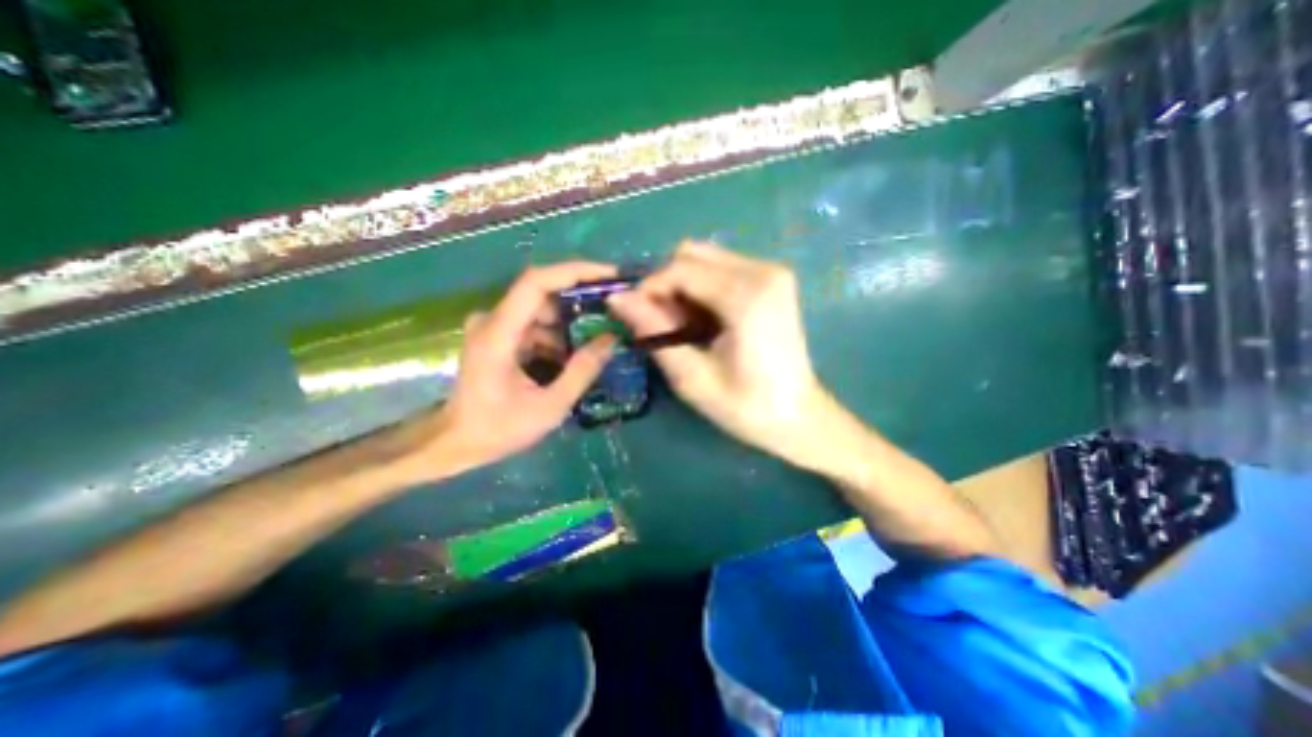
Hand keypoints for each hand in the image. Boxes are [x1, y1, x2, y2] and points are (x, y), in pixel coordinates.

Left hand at [433, 265, 615, 467]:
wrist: (455, 441)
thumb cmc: (498, 428)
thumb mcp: (549, 407)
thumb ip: (582, 371)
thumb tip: (612, 339)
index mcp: (499, 333)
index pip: (536, 282)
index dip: (575, 271)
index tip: (609, 275)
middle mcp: (492, 319)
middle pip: (543, 294)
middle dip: (581, 301)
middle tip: (614, 313)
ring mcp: (494, 326)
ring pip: (541, 310)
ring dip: (570, 324)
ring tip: (598, 341)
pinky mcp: (498, 335)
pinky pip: (535, 325)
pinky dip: (557, 336)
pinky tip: (573, 357)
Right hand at [606, 239, 826, 462]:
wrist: (799, 417)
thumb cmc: (746, 407)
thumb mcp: (692, 377)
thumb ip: (654, 333)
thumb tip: (617, 298)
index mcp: (747, 295)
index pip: (681, 268)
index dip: (649, 288)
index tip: (635, 317)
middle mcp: (764, 271)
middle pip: (692, 254)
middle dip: (666, 285)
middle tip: (661, 324)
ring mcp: (772, 272)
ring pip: (705, 259)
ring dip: (683, 287)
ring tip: (683, 326)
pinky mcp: (774, 280)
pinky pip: (722, 269)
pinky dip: (702, 288)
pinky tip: (704, 320)